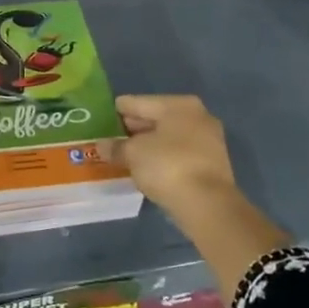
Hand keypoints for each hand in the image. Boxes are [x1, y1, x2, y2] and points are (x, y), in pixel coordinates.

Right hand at [106, 95, 240, 221]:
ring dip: (146, 146)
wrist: (207, 205)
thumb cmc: (167, 166)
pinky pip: (177, 154)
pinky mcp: (210, 164)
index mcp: (178, 104)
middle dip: (132, 129)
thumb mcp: (133, 154)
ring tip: (122, 155)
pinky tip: (144, 169)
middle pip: (154, 118)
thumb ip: (115, 146)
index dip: (116, 112)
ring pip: (166, 138)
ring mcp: (207, 140)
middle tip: (108, 140)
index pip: (137, 102)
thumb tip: (101, 145)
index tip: (98, 121)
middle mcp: (197, 116)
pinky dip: (160, 159)